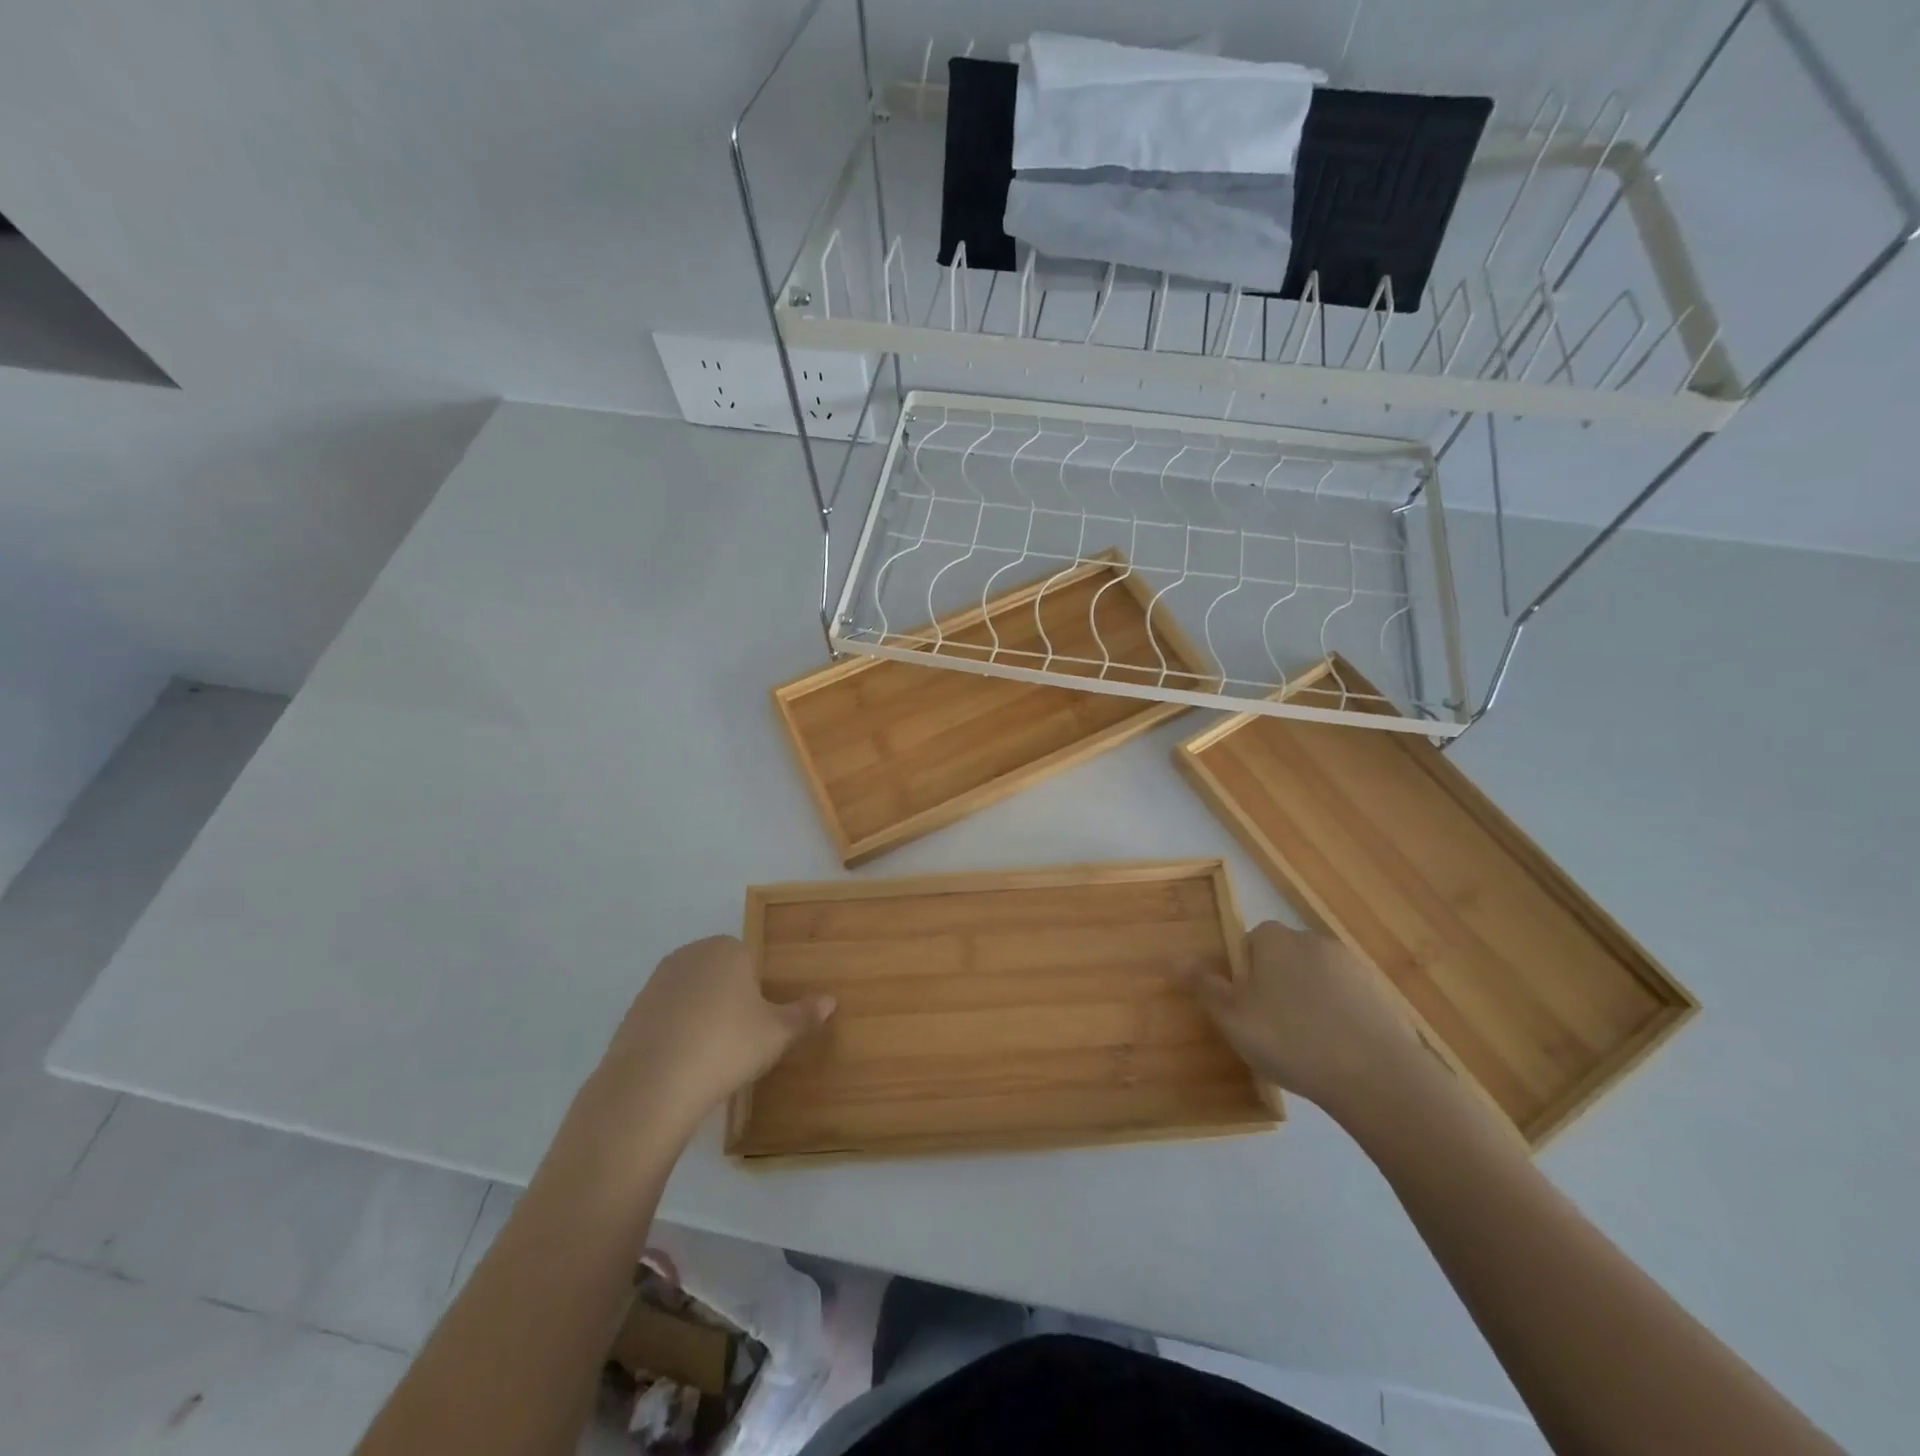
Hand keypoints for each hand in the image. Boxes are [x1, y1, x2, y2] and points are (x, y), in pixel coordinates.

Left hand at [583, 935, 833, 1134]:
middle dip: (729, 998)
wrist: (652, 1083)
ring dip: (701, 1015)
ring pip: (691, 993)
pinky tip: (683, 1063)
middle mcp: (690, 955)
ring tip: (711, 1055)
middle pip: (718, 972)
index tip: (760, 1022)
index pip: (749, 958)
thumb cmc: (727, 1046)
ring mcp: (657, 981)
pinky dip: (676, 1032)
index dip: (757, 989)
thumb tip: (831, 1000)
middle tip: (741, 1038)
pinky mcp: (633, 1011)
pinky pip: (666, 1016)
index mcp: (727, 949)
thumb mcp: (777, 1034)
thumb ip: (804, 1015)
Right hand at [1184, 921, 1422, 1116]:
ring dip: (1308, 1002)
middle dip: (1275, 986)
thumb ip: (1205, 986)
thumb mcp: (1233, 1018)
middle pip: (1283, 958)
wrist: (1378, 1076)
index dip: (1243, 975)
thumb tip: (1176, 958)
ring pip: (1316, 979)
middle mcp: (1312, 940)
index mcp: (1274, 939)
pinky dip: (1338, 1018)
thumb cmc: (1291, 1040)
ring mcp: (1352, 966)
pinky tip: (1336, 1052)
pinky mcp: (1381, 994)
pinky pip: (1346, 1000)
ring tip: (1305, 1046)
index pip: (1249, 944)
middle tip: (1270, 1030)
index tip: (1245, 1010)